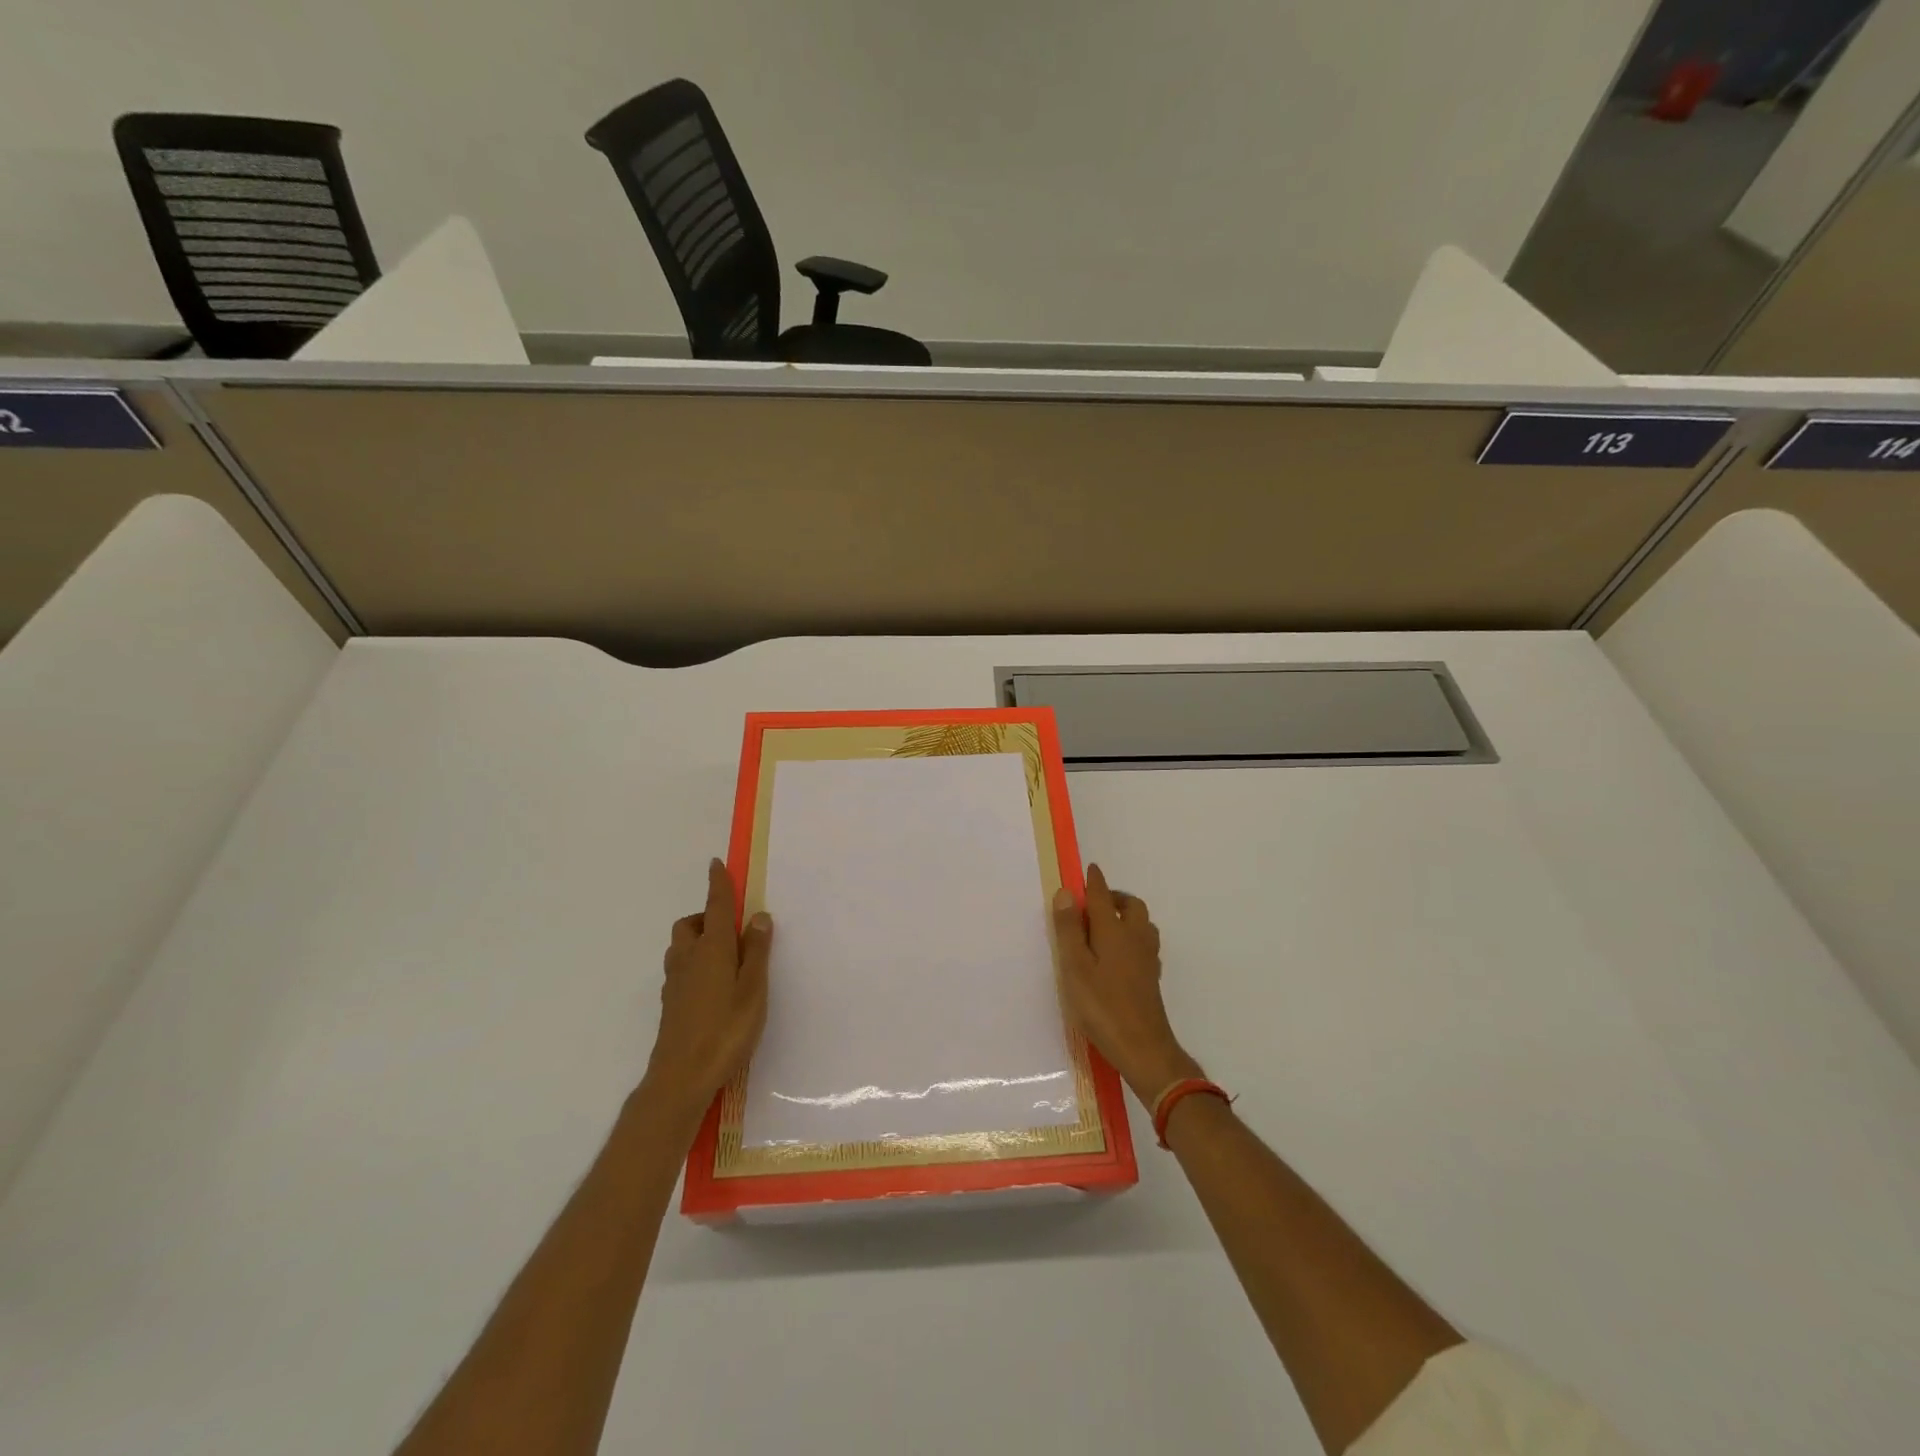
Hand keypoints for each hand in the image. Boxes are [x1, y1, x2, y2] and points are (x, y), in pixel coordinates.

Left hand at [642, 859, 772, 1119]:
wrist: (681, 1078)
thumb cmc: (725, 1030)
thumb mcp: (753, 989)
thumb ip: (756, 951)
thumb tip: (758, 916)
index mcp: (712, 949)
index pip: (714, 906)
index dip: (717, 884)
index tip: (715, 863)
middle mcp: (688, 959)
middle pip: (690, 925)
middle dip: (705, 917)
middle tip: (732, 929)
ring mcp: (675, 983)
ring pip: (681, 947)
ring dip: (697, 940)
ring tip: (724, 958)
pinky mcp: (671, 1004)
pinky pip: (680, 969)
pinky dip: (694, 964)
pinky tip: (712, 987)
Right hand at [1052, 864, 1203, 1105]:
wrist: (1143, 1047)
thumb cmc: (1103, 1006)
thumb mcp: (1075, 967)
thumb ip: (1069, 930)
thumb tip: (1066, 892)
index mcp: (1114, 931)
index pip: (1102, 897)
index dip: (1094, 882)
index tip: (1089, 869)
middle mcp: (1135, 938)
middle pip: (1130, 906)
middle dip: (1114, 897)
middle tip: (1093, 902)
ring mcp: (1147, 958)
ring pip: (1141, 923)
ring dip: (1125, 915)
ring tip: (1104, 925)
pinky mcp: (1152, 977)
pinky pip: (1144, 943)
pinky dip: (1132, 936)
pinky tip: (1120, 953)